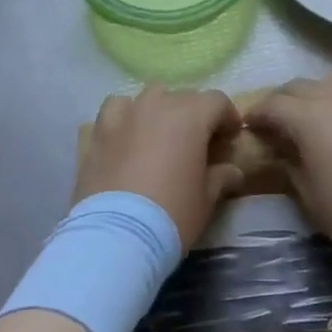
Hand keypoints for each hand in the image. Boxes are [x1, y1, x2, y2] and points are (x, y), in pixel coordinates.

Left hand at [77, 86, 243, 249]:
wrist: (117, 236)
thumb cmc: (172, 214)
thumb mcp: (207, 199)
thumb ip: (221, 177)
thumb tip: (232, 171)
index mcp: (191, 115)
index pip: (217, 101)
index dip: (228, 117)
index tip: (229, 138)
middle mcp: (158, 104)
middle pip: (184, 97)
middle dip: (195, 115)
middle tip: (197, 143)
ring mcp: (126, 114)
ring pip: (149, 96)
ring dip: (159, 110)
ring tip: (160, 135)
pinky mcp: (99, 131)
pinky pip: (116, 109)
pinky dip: (125, 116)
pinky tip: (126, 135)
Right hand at [245, 78, 331, 262]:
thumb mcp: (310, 195)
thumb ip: (290, 166)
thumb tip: (280, 151)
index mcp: (308, 115)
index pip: (273, 105)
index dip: (256, 115)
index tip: (246, 127)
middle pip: (297, 87)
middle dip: (280, 101)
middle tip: (271, 124)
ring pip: (323, 85)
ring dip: (307, 98)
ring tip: (302, 123)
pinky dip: (331, 102)